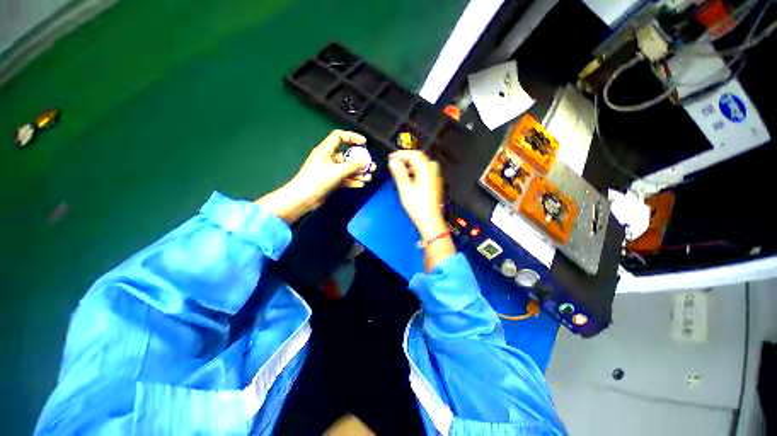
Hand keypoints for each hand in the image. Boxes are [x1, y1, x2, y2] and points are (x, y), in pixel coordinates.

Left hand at [257, 130, 375, 222]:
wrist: (302, 199)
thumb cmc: (315, 181)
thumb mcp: (336, 171)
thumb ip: (353, 165)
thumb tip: (365, 159)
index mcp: (325, 150)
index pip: (339, 137)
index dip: (352, 137)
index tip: (363, 142)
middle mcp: (326, 158)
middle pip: (346, 154)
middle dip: (359, 160)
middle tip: (371, 166)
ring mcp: (328, 170)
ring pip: (346, 168)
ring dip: (357, 172)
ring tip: (368, 177)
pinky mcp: (329, 181)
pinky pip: (343, 178)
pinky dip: (351, 180)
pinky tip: (360, 184)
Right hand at [387, 150, 446, 239]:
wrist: (430, 221)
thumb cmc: (419, 207)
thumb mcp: (405, 188)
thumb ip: (399, 173)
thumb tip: (393, 161)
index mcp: (426, 170)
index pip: (414, 155)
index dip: (401, 154)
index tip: (391, 157)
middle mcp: (433, 171)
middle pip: (420, 157)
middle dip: (407, 156)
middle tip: (395, 160)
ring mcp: (435, 177)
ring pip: (423, 163)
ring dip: (412, 163)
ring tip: (400, 168)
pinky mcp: (435, 183)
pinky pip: (426, 170)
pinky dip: (416, 169)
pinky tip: (409, 176)